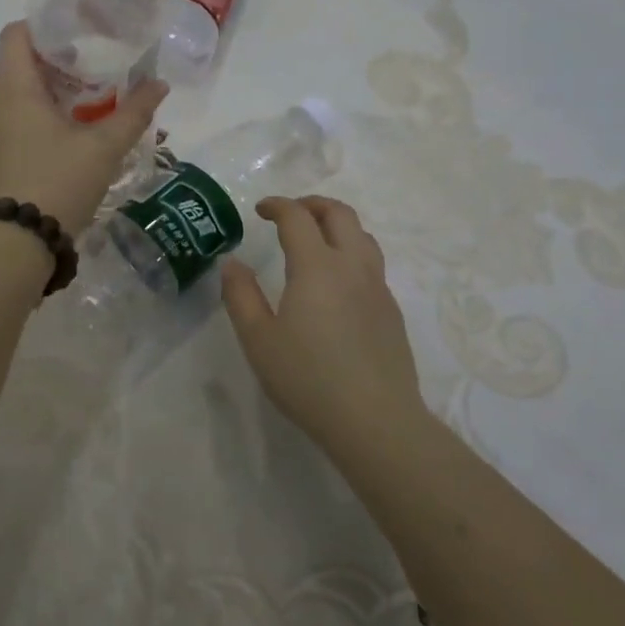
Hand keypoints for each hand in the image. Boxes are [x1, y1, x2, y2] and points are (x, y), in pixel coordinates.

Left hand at [0, 21, 167, 234]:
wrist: (11, 245)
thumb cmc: (57, 183)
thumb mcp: (104, 148)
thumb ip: (133, 112)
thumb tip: (159, 84)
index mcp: (13, 88)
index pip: (16, 33)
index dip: (45, 27)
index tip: (78, 38)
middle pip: (18, 65)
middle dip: (55, 65)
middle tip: (93, 76)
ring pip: (13, 98)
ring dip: (45, 97)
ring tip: (83, 111)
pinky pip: (7, 124)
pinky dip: (32, 122)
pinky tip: (61, 145)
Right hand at [222, 196, 427, 446]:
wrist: (376, 420)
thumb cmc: (308, 379)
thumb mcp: (259, 340)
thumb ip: (241, 296)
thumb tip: (232, 263)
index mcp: (316, 267)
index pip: (297, 217)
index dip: (277, 205)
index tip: (260, 210)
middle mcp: (352, 267)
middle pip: (340, 214)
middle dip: (313, 204)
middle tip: (290, 214)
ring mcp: (378, 288)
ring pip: (363, 236)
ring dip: (338, 225)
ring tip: (317, 240)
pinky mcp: (392, 311)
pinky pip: (373, 264)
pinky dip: (352, 253)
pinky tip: (338, 283)